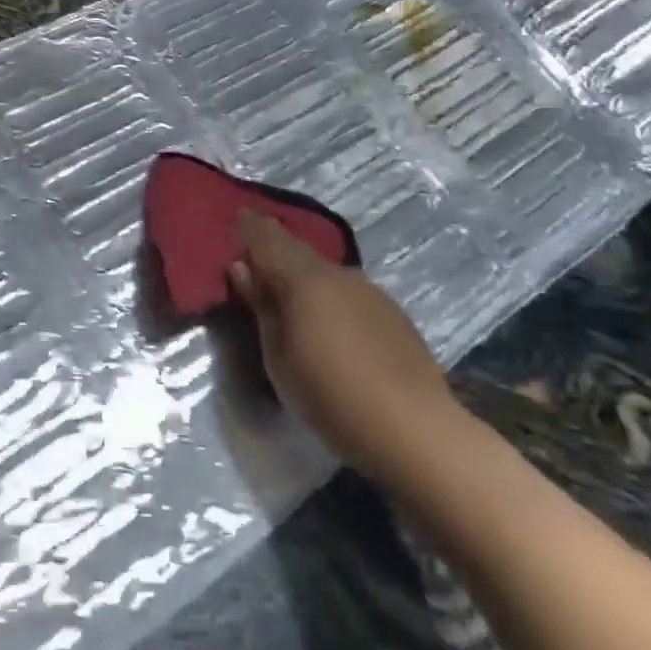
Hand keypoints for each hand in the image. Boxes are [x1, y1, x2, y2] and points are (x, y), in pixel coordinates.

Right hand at [229, 210, 454, 477]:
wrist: (414, 429)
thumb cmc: (330, 397)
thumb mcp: (279, 358)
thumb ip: (261, 308)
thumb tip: (242, 268)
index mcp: (304, 279)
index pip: (269, 237)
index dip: (250, 226)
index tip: (235, 220)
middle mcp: (338, 273)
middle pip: (298, 252)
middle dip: (275, 253)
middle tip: (255, 267)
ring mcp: (369, 290)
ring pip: (325, 274)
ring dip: (304, 280)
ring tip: (290, 303)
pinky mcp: (392, 312)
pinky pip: (348, 293)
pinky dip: (330, 299)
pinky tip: (330, 327)